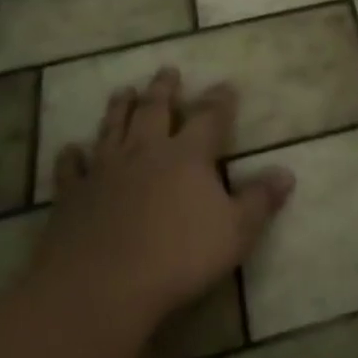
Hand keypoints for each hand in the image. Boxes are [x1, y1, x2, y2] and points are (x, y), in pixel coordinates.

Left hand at [37, 67, 293, 330]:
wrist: (100, 286)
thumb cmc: (177, 258)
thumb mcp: (235, 232)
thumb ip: (259, 201)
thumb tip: (287, 173)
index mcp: (188, 155)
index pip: (209, 117)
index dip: (220, 100)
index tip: (226, 85)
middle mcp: (146, 150)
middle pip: (155, 109)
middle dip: (164, 89)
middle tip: (167, 71)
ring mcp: (105, 170)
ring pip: (113, 127)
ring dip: (119, 108)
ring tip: (124, 90)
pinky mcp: (72, 195)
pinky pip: (71, 168)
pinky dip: (71, 156)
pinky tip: (71, 149)